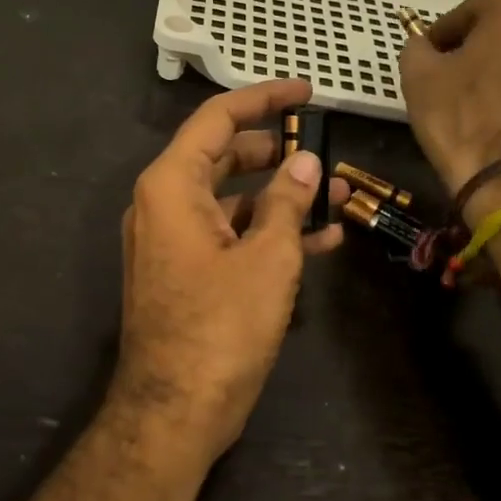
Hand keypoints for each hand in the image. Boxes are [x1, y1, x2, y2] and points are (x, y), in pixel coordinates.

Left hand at [112, 81, 347, 468]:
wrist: (175, 410)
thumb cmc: (220, 326)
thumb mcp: (267, 258)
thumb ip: (288, 202)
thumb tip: (306, 161)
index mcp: (172, 185)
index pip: (217, 119)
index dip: (263, 98)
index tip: (305, 91)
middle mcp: (164, 204)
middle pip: (223, 156)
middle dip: (275, 150)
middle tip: (321, 145)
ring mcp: (172, 240)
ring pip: (232, 199)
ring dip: (280, 196)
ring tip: (336, 194)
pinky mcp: (186, 271)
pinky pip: (228, 235)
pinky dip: (267, 232)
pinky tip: (320, 239)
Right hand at [398, 0, 500, 200]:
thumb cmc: (459, 113)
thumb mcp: (418, 74)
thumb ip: (417, 47)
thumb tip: (424, 47)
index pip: (469, 8)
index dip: (442, 32)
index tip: (426, 55)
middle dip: (473, 44)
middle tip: (445, 71)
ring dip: (496, 65)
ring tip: (469, 93)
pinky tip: (492, 111)